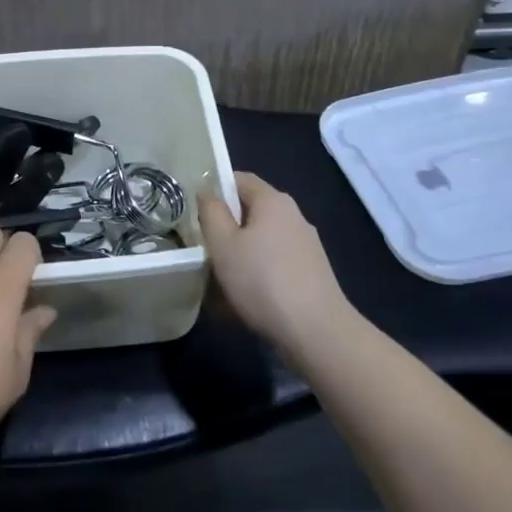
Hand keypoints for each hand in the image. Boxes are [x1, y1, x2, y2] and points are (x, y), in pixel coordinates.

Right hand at [199, 172, 349, 356]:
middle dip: (225, 228)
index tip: (195, 210)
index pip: (240, 179)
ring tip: (217, 281)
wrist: (316, 332)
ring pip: (261, 242)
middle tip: (202, 247)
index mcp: (273, 201)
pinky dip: (256, 275)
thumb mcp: (223, 244)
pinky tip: (242, 301)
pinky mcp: (311, 274)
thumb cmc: (262, 280)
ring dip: (239, 256)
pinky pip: (274, 265)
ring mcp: (306, 246)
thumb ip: (210, 212)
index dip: (215, 188)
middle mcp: (294, 217)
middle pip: (251, 212)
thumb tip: (207, 191)